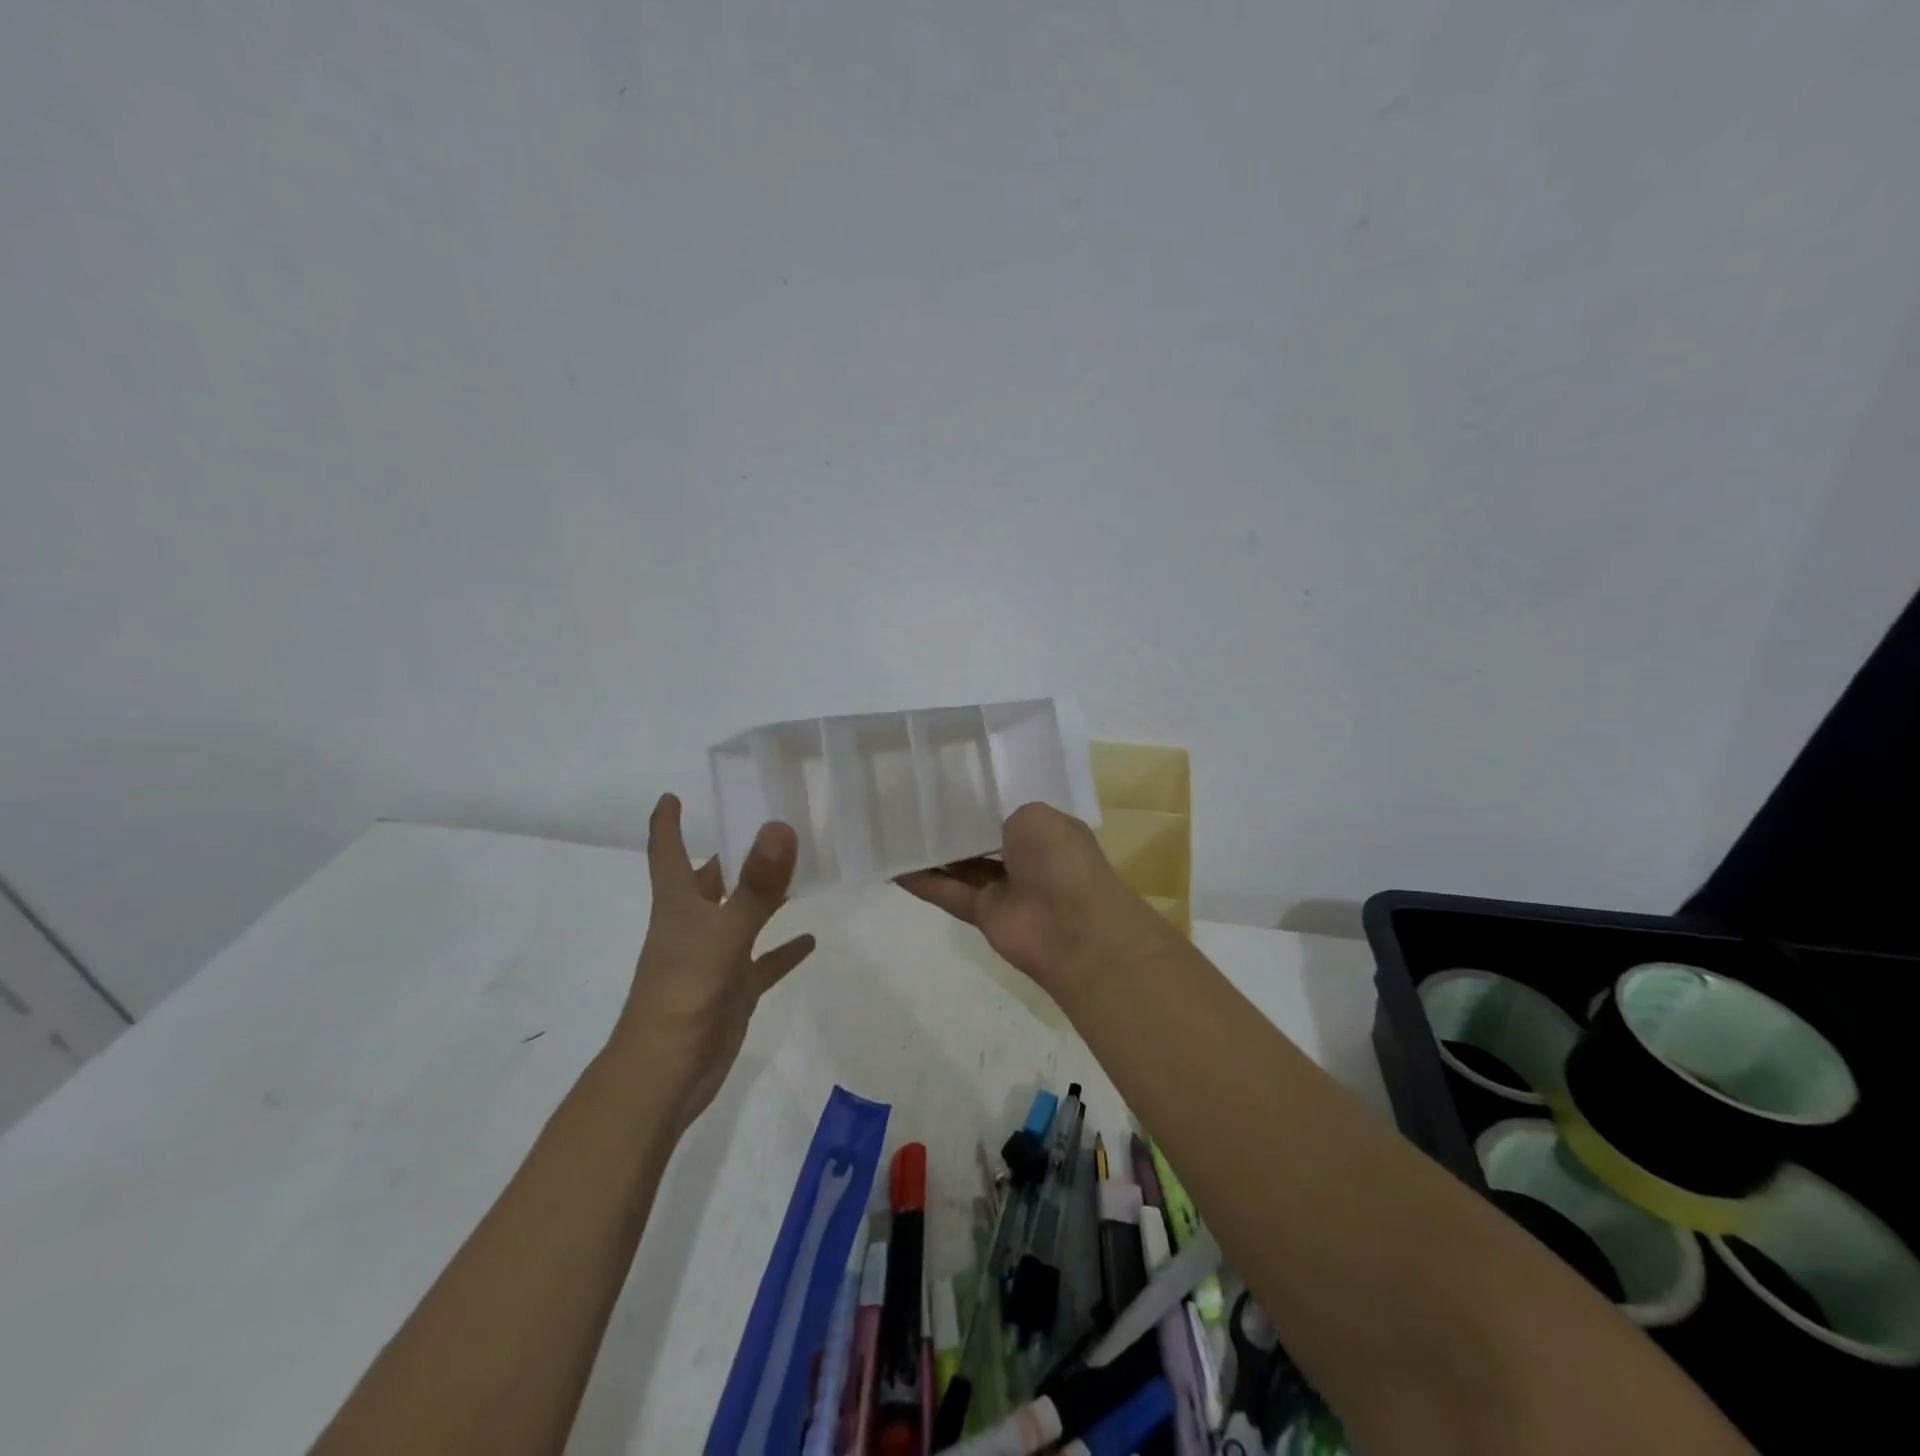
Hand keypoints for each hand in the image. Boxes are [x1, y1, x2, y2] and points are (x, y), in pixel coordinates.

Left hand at [611, 794, 815, 1130]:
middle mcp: (693, 924)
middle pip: (709, 878)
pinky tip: (810, 939)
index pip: (666, 851)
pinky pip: (763, 962)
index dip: (667, 822)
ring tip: (801, 868)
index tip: (673, 794)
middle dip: (731, 852)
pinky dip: (783, 949)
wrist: (667, 1072)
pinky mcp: (733, 989)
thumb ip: (756, 884)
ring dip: (765, 896)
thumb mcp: (724, 932)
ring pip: (741, 915)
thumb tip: (780, 826)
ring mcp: (713, 958)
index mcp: (677, 904)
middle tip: (768, 821)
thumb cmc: (685, 992)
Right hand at [896, 802, 1155, 1000]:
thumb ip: (1002, 814)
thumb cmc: (1060, 860)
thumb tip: (981, 825)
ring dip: (931, 851)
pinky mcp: (984, 913)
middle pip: (979, 836)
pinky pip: (948, 893)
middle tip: (909, 800)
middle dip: (950, 822)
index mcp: (1044, 829)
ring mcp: (1004, 887)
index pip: (1006, 808)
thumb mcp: (1035, 815)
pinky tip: (893, 866)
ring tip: (893, 829)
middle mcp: (1025, 856)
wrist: (1073, 928)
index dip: (977, 796)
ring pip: (960, 865)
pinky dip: (922, 882)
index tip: (943, 779)